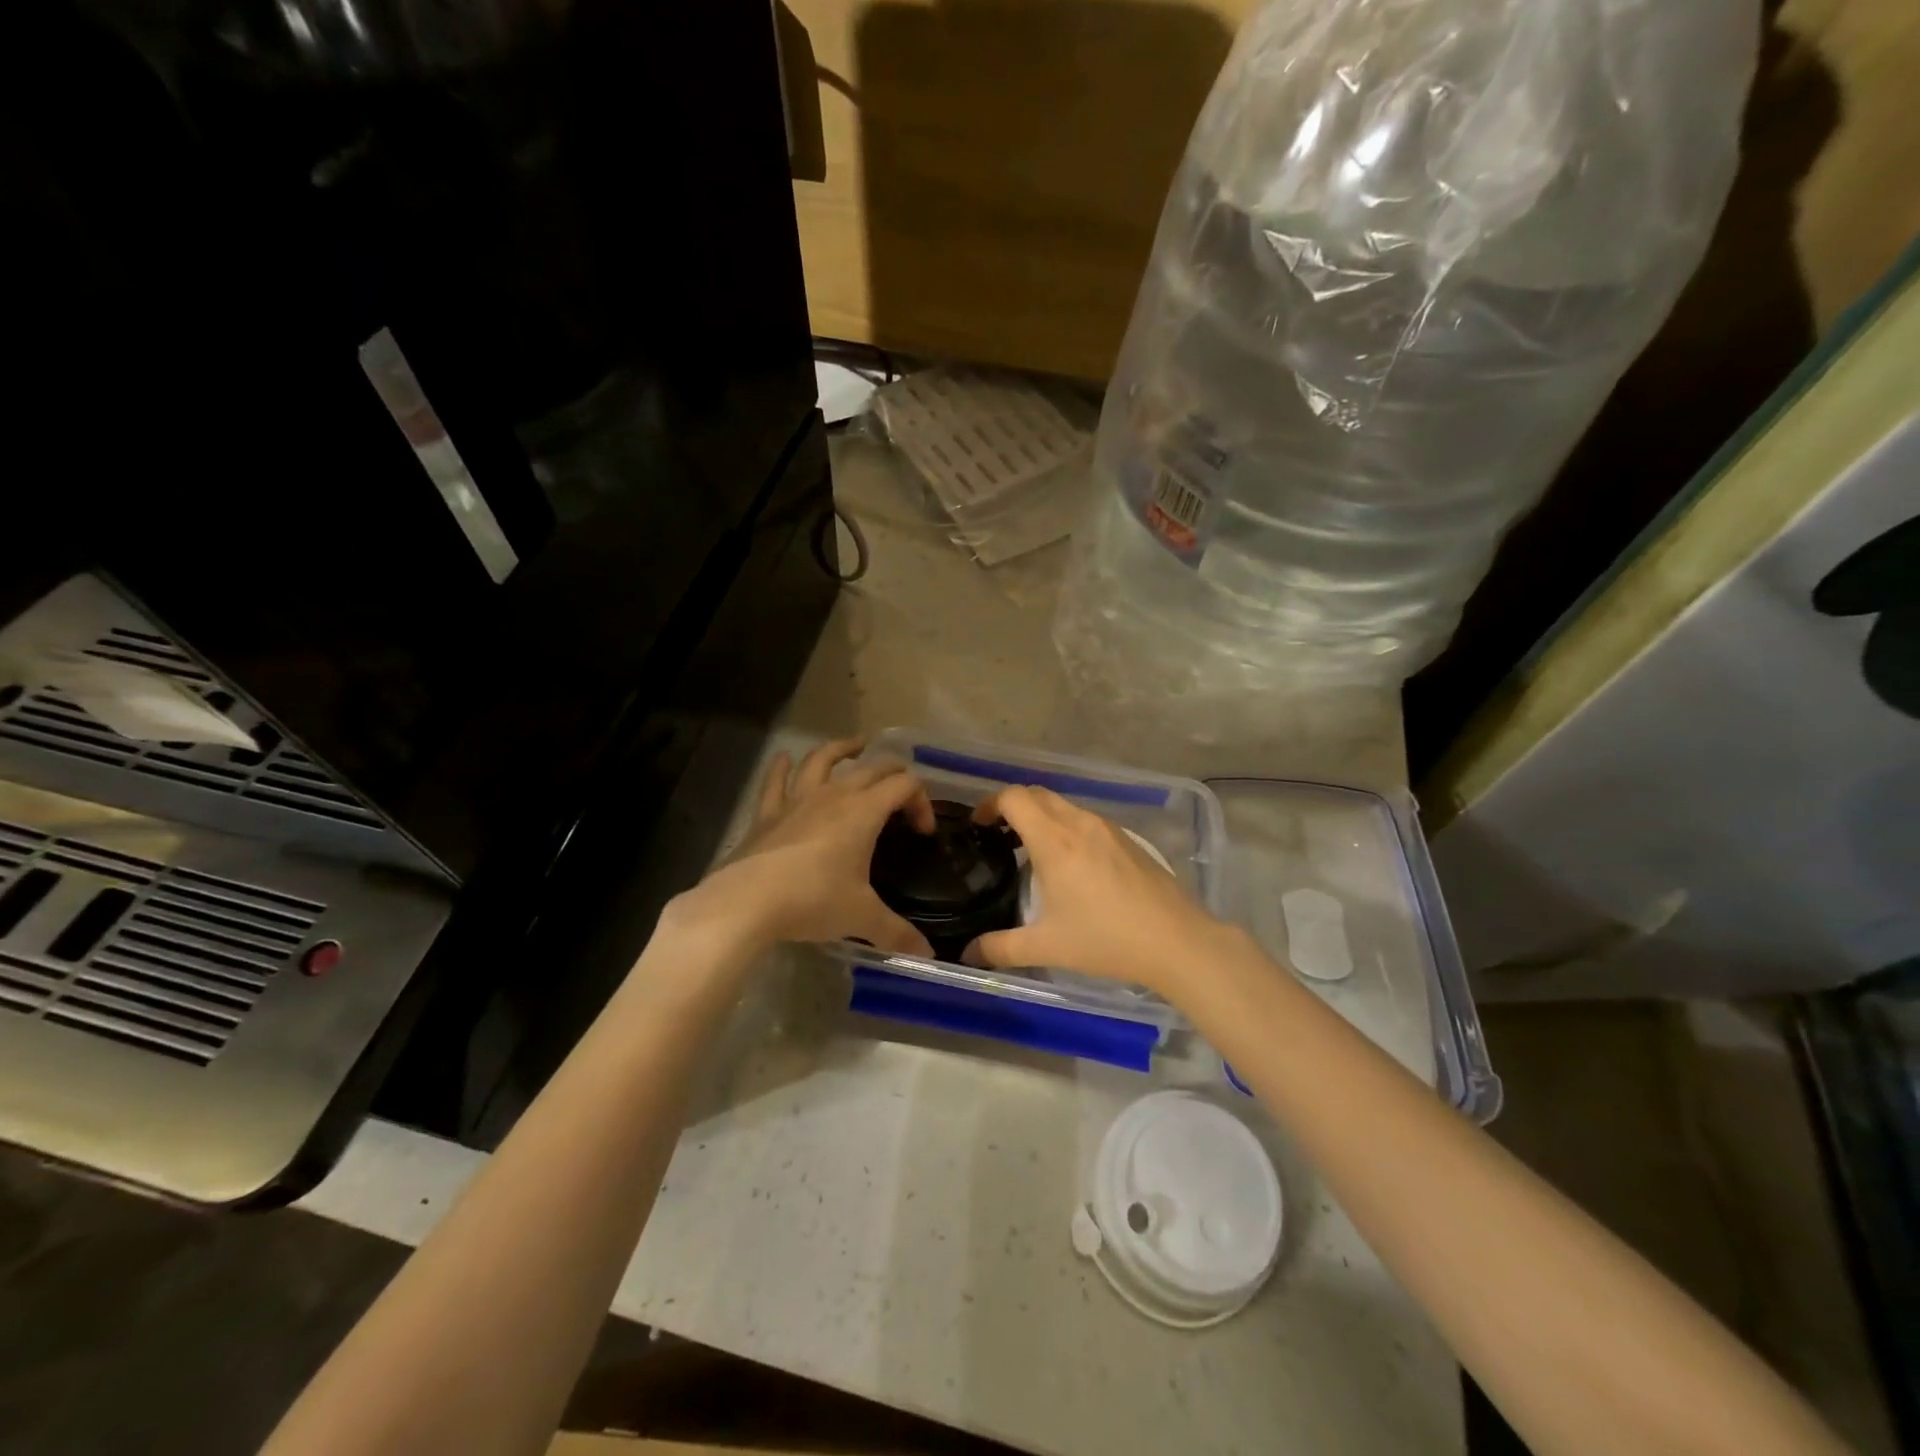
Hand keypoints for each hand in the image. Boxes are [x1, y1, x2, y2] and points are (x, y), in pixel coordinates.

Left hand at [668, 738, 935, 956]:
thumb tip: (927, 954)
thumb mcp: (861, 917)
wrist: (748, 902)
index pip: (904, 785)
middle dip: (894, 773)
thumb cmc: (813, 901)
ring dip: (841, 749)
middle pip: (872, 768)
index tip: (922, 832)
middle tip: (902, 790)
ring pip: (822, 760)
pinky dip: (782, 767)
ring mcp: (797, 800)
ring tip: (855, 747)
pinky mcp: (767, 813)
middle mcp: (834, 795)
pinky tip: (784, 759)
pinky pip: (776, 781)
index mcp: (864, 811)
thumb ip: (897, 932)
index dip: (921, 800)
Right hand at [965, 786, 1221, 994]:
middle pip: (1037, 794)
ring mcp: (1107, 828)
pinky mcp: (1127, 839)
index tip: (978, 825)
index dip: (990, 804)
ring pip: (1064, 805)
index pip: (1014, 798)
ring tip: (1031, 851)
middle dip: (1013, 807)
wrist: (1176, 940)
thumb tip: (968, 954)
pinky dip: (1066, 827)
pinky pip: (1086, 820)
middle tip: (999, 836)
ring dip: (1041, 816)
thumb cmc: (1105, 939)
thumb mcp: (1047, 947)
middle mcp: (1079, 823)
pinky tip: (1071, 864)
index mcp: (1054, 840)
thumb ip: (1000, 948)